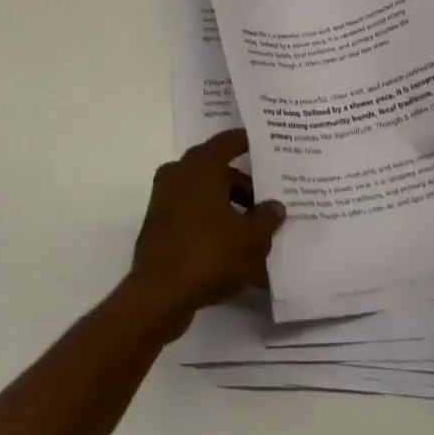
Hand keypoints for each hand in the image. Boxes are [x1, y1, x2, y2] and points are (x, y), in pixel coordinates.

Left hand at [126, 129, 284, 333]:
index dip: (246, 141)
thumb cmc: (210, 253)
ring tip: (256, 233)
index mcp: (201, 165)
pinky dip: (212, 226)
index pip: (228, 141)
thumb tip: (274, 206)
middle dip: (244, 186)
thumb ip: (266, 218)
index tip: (264, 144)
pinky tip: (234, 252)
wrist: (160, 293)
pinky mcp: (159, 226)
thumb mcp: (251, 238)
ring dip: (229, 209)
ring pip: (205, 196)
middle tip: (268, 201)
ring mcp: (165, 199)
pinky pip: (193, 216)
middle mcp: (179, 173)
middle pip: (217, 171)